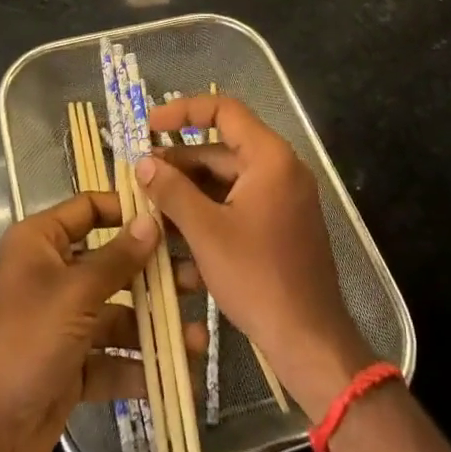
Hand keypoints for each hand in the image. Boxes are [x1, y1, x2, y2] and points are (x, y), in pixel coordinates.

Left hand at [0, 191, 204, 451]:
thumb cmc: (26, 340)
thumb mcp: (75, 294)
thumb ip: (118, 259)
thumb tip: (152, 221)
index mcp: (41, 242)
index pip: (89, 209)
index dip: (127, 210)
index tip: (170, 218)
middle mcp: (53, 274)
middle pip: (112, 263)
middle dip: (153, 276)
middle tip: (196, 281)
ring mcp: (64, 321)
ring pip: (118, 313)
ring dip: (154, 326)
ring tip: (197, 340)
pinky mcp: (73, 363)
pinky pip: (112, 356)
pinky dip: (139, 366)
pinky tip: (177, 377)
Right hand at [138, 97, 374, 420]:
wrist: (310, 341)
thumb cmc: (258, 278)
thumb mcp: (206, 232)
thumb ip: (172, 191)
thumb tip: (143, 162)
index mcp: (270, 157)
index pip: (224, 110)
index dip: (183, 110)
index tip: (148, 124)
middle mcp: (281, 169)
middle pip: (221, 149)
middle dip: (179, 163)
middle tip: (140, 178)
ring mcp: (283, 199)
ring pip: (226, 181)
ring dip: (189, 193)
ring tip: (149, 208)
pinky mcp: (280, 225)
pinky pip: (238, 205)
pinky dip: (208, 214)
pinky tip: (176, 237)